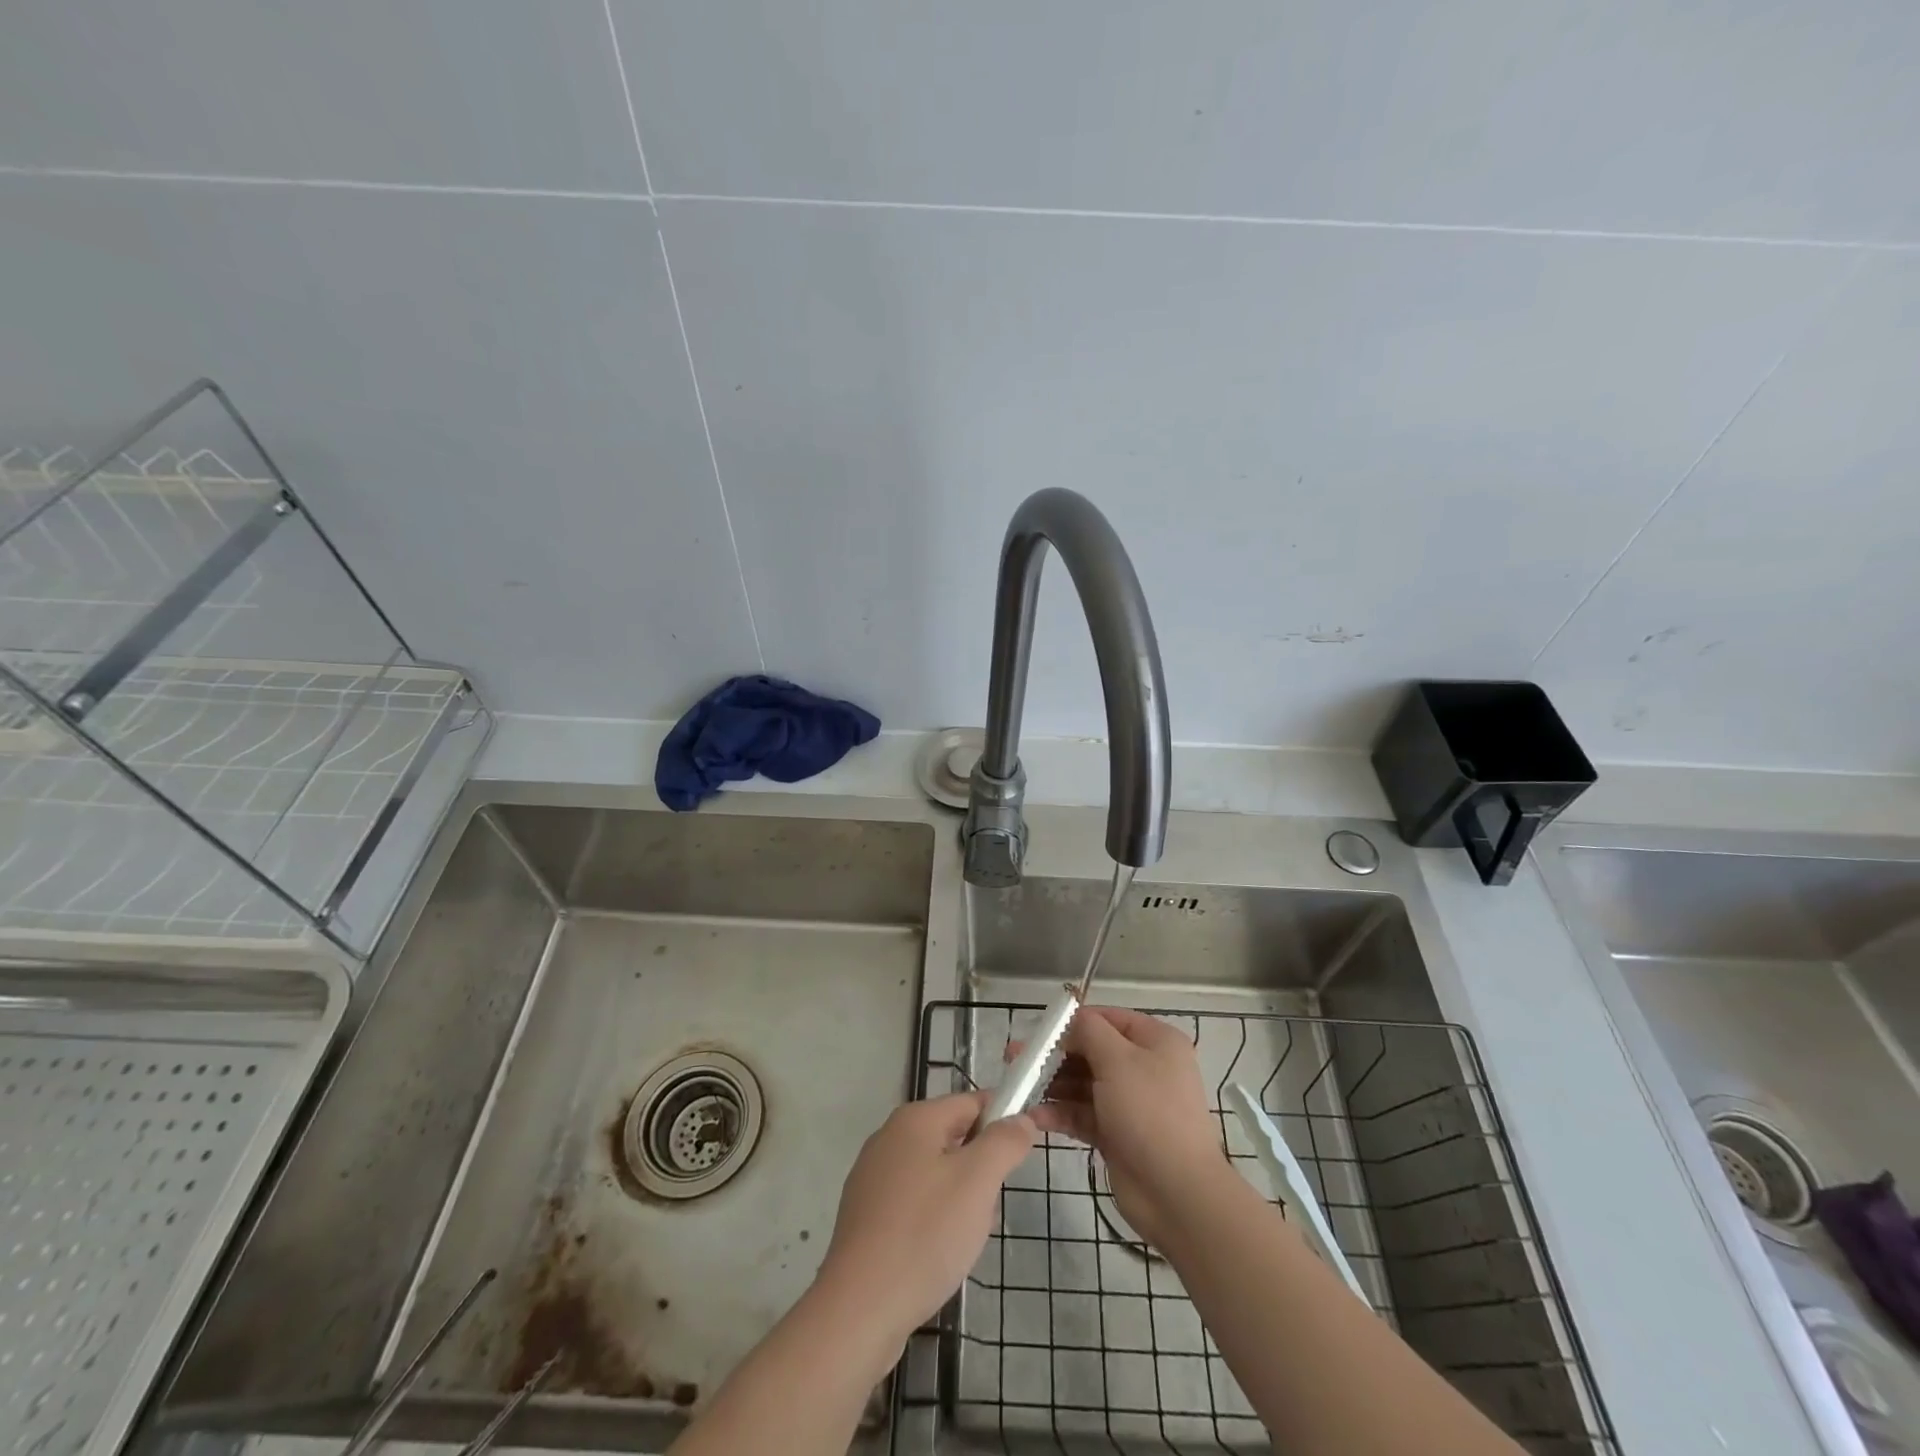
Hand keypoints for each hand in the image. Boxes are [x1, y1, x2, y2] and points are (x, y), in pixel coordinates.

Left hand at [814, 1090, 1034, 1349]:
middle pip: (954, 1138)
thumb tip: (1021, 1119)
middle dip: (981, 1170)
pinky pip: (915, 1204)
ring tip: (964, 1240)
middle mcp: (889, 1138)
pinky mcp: (866, 1216)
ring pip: (936, 1175)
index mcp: (914, 1119)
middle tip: (989, 1209)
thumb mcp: (978, 1181)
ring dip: (960, 1200)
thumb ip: (1004, 1142)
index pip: (971, 1102)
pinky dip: (934, 1222)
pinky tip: (938, 1256)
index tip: (1023, 1154)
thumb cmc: (925, 1233)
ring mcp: (873, 1178)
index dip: (1003, 1120)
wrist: (860, 1309)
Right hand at [1031, 1005, 1231, 1249]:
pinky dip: (1060, 1113)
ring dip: (1052, 1084)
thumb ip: (1089, 1032)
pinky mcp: (1116, 1133)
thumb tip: (1070, 1017)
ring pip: (1083, 1084)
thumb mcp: (1118, 1061)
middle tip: (1015, 1057)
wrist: (1177, 1193)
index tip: (1038, 1028)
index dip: (1073, 1021)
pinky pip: (1083, 1114)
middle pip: (1091, 1051)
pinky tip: (1035, 1117)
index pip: (1108, 1019)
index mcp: (1155, 1042)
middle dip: (1054, 1054)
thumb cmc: (1150, 1113)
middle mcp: (1144, 1067)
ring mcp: (1129, 1102)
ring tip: (1018, 1086)